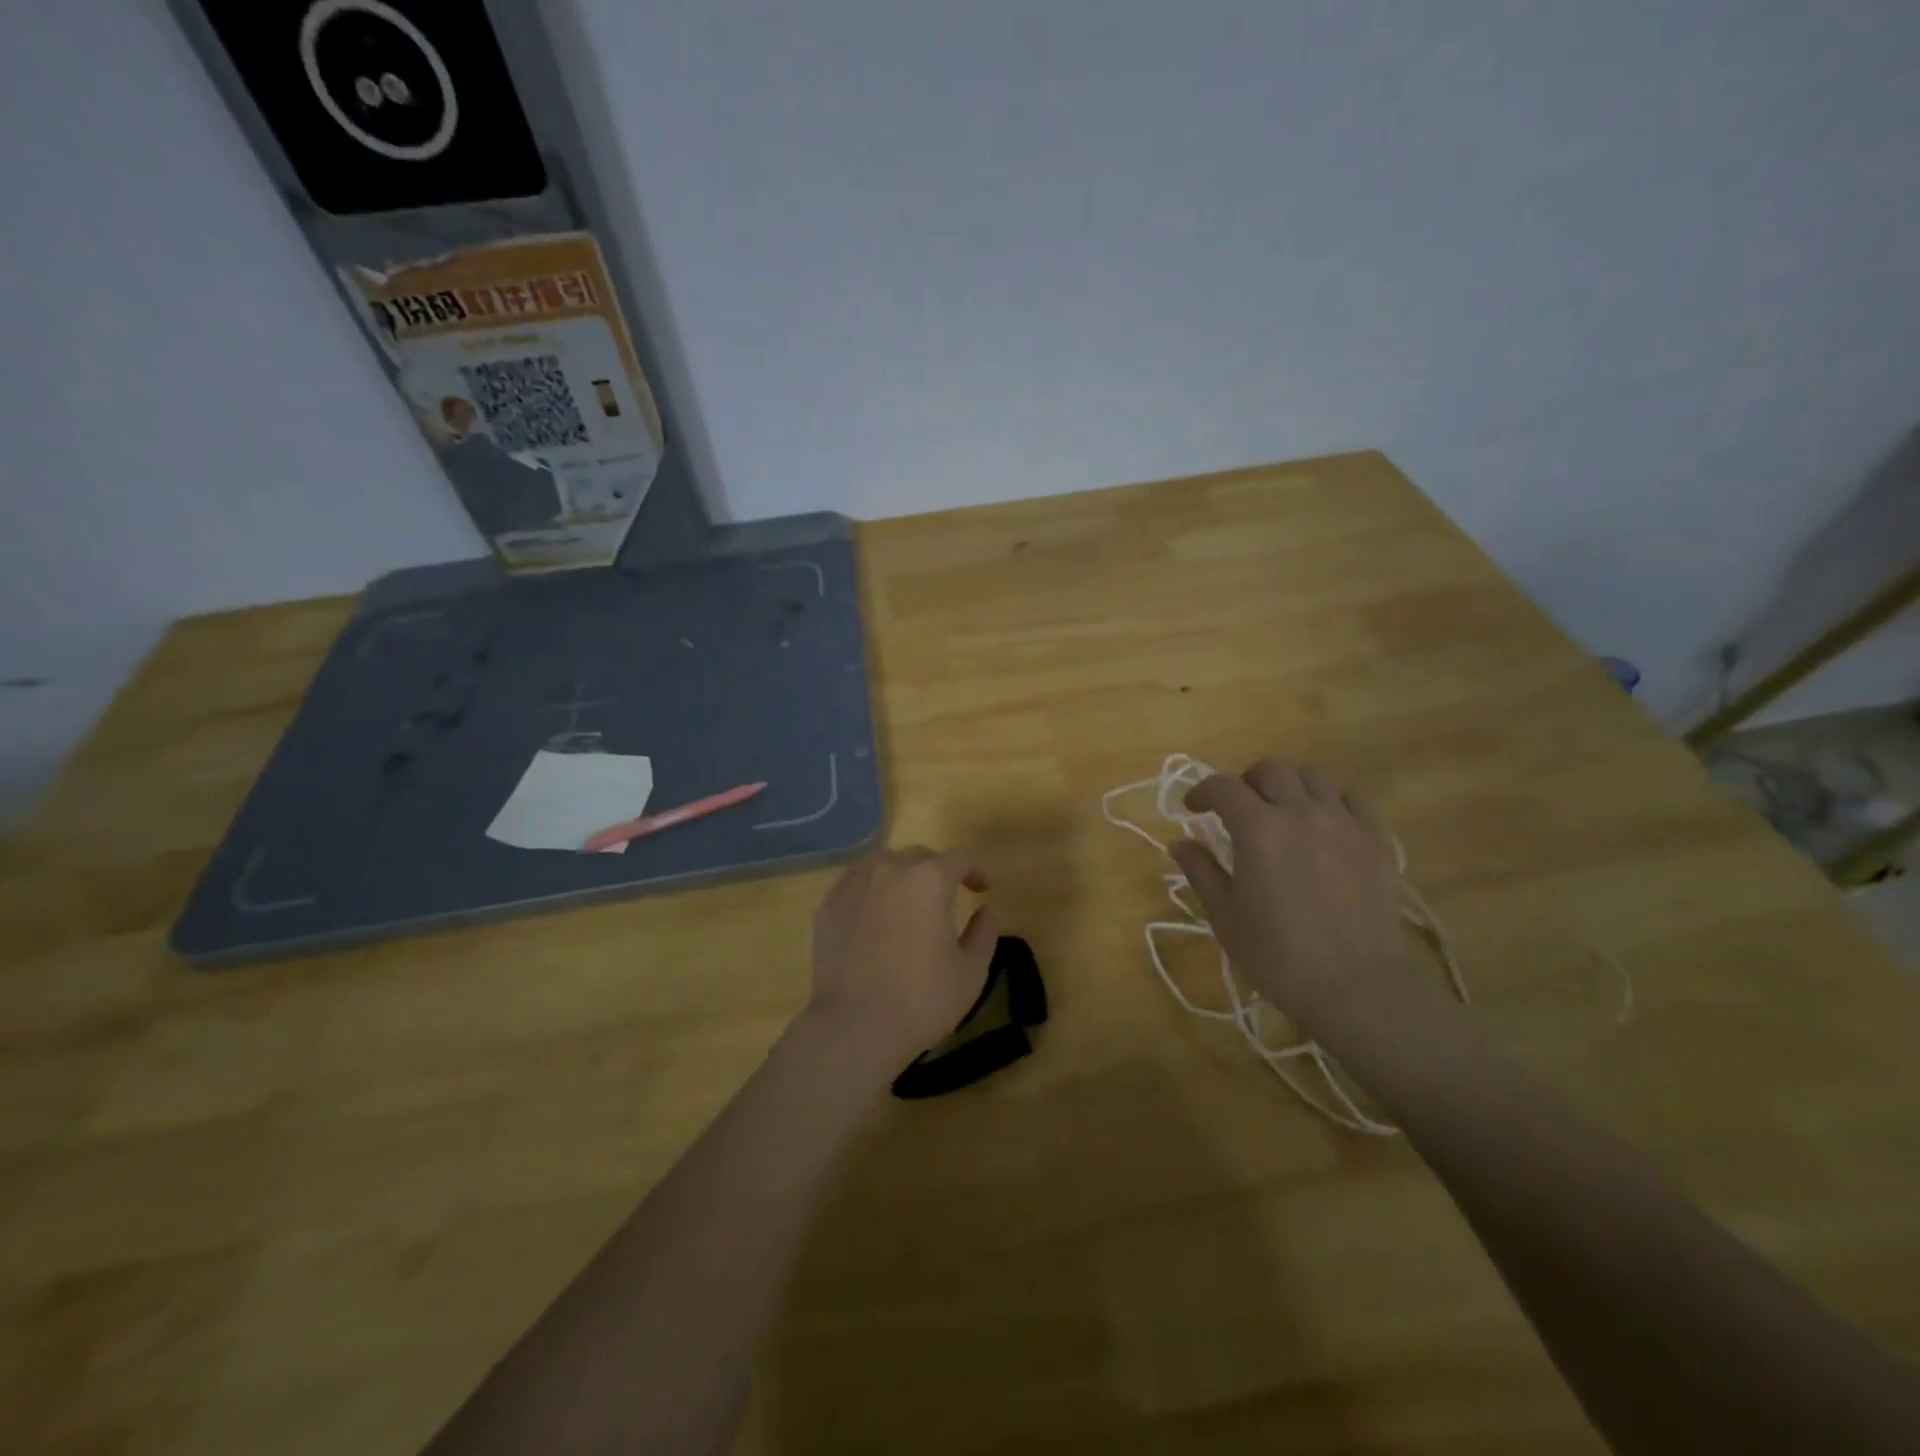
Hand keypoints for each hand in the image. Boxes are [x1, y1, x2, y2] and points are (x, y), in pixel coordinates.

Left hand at [804, 847, 999, 1074]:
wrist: (854, 1026)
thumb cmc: (922, 999)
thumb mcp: (971, 972)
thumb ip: (984, 933)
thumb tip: (985, 911)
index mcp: (929, 880)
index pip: (958, 859)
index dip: (974, 870)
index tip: (982, 888)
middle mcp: (889, 870)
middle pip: (918, 856)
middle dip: (937, 871)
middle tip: (946, 896)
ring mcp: (853, 884)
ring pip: (883, 864)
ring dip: (902, 876)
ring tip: (908, 902)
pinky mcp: (828, 905)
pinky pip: (856, 884)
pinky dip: (872, 891)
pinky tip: (875, 917)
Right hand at [1170, 760, 1424, 1045]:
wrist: (1355, 986)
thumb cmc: (1278, 955)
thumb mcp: (1225, 915)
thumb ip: (1201, 871)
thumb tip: (1180, 843)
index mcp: (1258, 829)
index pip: (1223, 787)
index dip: (1202, 791)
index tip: (1194, 809)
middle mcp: (1301, 812)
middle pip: (1270, 770)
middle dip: (1245, 782)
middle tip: (1238, 810)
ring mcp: (1344, 822)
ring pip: (1313, 775)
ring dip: (1289, 785)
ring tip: (1282, 810)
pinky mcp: (1376, 838)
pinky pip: (1352, 797)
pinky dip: (1330, 799)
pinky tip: (1323, 822)